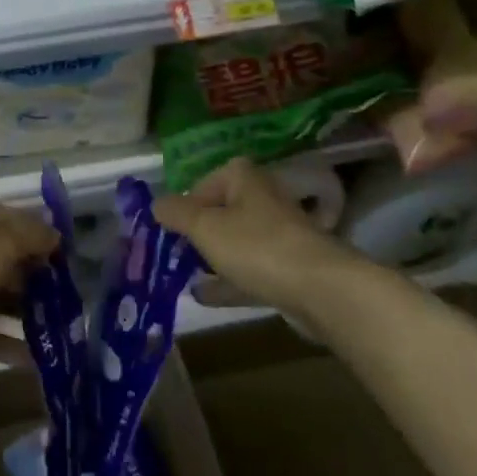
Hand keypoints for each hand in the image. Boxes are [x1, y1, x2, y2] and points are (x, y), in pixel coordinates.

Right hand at [154, 158, 380, 331]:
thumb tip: (155, 204)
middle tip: (172, 252)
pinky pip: (249, 271)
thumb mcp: (203, 226)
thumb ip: (175, 213)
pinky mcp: (288, 269)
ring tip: (181, 275)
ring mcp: (279, 236)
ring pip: (235, 244)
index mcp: (244, 179)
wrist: (321, 289)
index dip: (184, 202)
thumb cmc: (256, 246)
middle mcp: (263, 200)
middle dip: (195, 233)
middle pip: (220, 213)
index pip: (205, 181)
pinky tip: (203, 296)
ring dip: (210, 258)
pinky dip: (226, 281)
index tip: (168, 226)